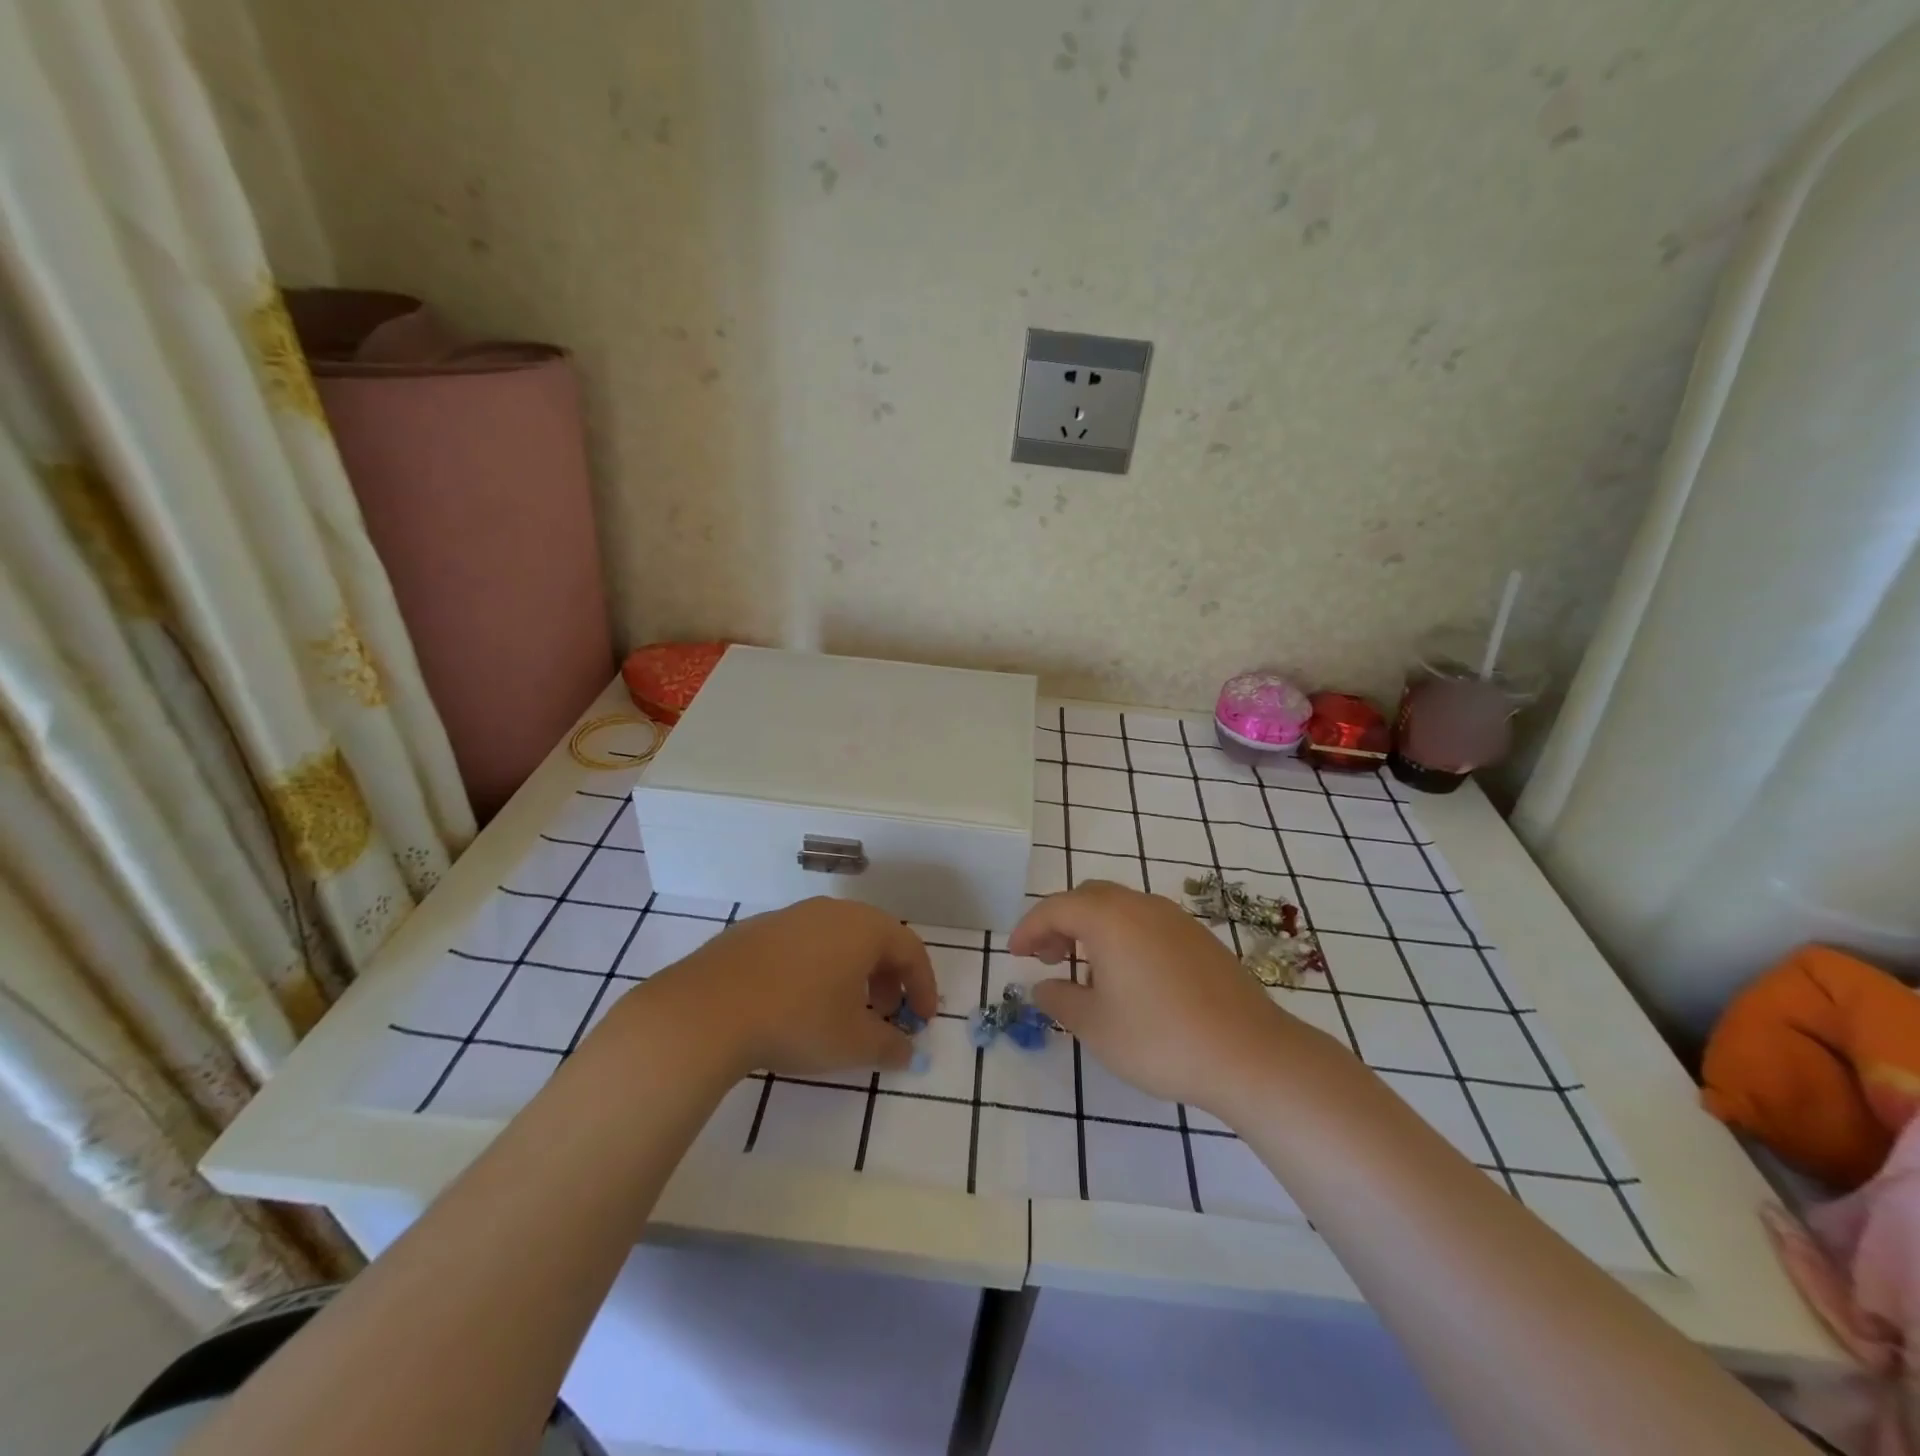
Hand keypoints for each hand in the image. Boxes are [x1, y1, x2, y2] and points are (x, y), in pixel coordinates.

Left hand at [642, 897, 937, 1078]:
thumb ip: (889, 1046)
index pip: (910, 950)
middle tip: (886, 1015)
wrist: (708, 1009)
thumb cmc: (797, 1020)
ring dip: (852, 974)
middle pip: (874, 939)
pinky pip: (803, 946)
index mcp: (864, 928)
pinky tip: (798, 1002)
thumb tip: (907, 1051)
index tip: (923, 1020)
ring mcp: (790, 917)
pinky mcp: (755, 930)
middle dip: (888, 979)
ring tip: (843, 1011)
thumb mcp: (853, 1043)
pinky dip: (816, 969)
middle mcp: (831, 911)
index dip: (923, 986)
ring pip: (837, 940)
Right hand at [1011, 880, 1300, 1114]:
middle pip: (1088, 898)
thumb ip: (1060, 999)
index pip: (1055, 908)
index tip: (1015, 954)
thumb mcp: (1095, 1026)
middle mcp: (1141, 905)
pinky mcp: (1201, 939)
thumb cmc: (1159, 1039)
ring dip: (1094, 928)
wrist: (1250, 1054)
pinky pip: (1148, 923)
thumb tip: (1044, 985)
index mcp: (1108, 918)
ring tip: (1087, 971)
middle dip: (1061, 922)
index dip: (1029, 928)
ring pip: (1121, 908)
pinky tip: (1131, 978)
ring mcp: (1176, 919)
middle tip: (1048, 958)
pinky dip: (1125, 937)